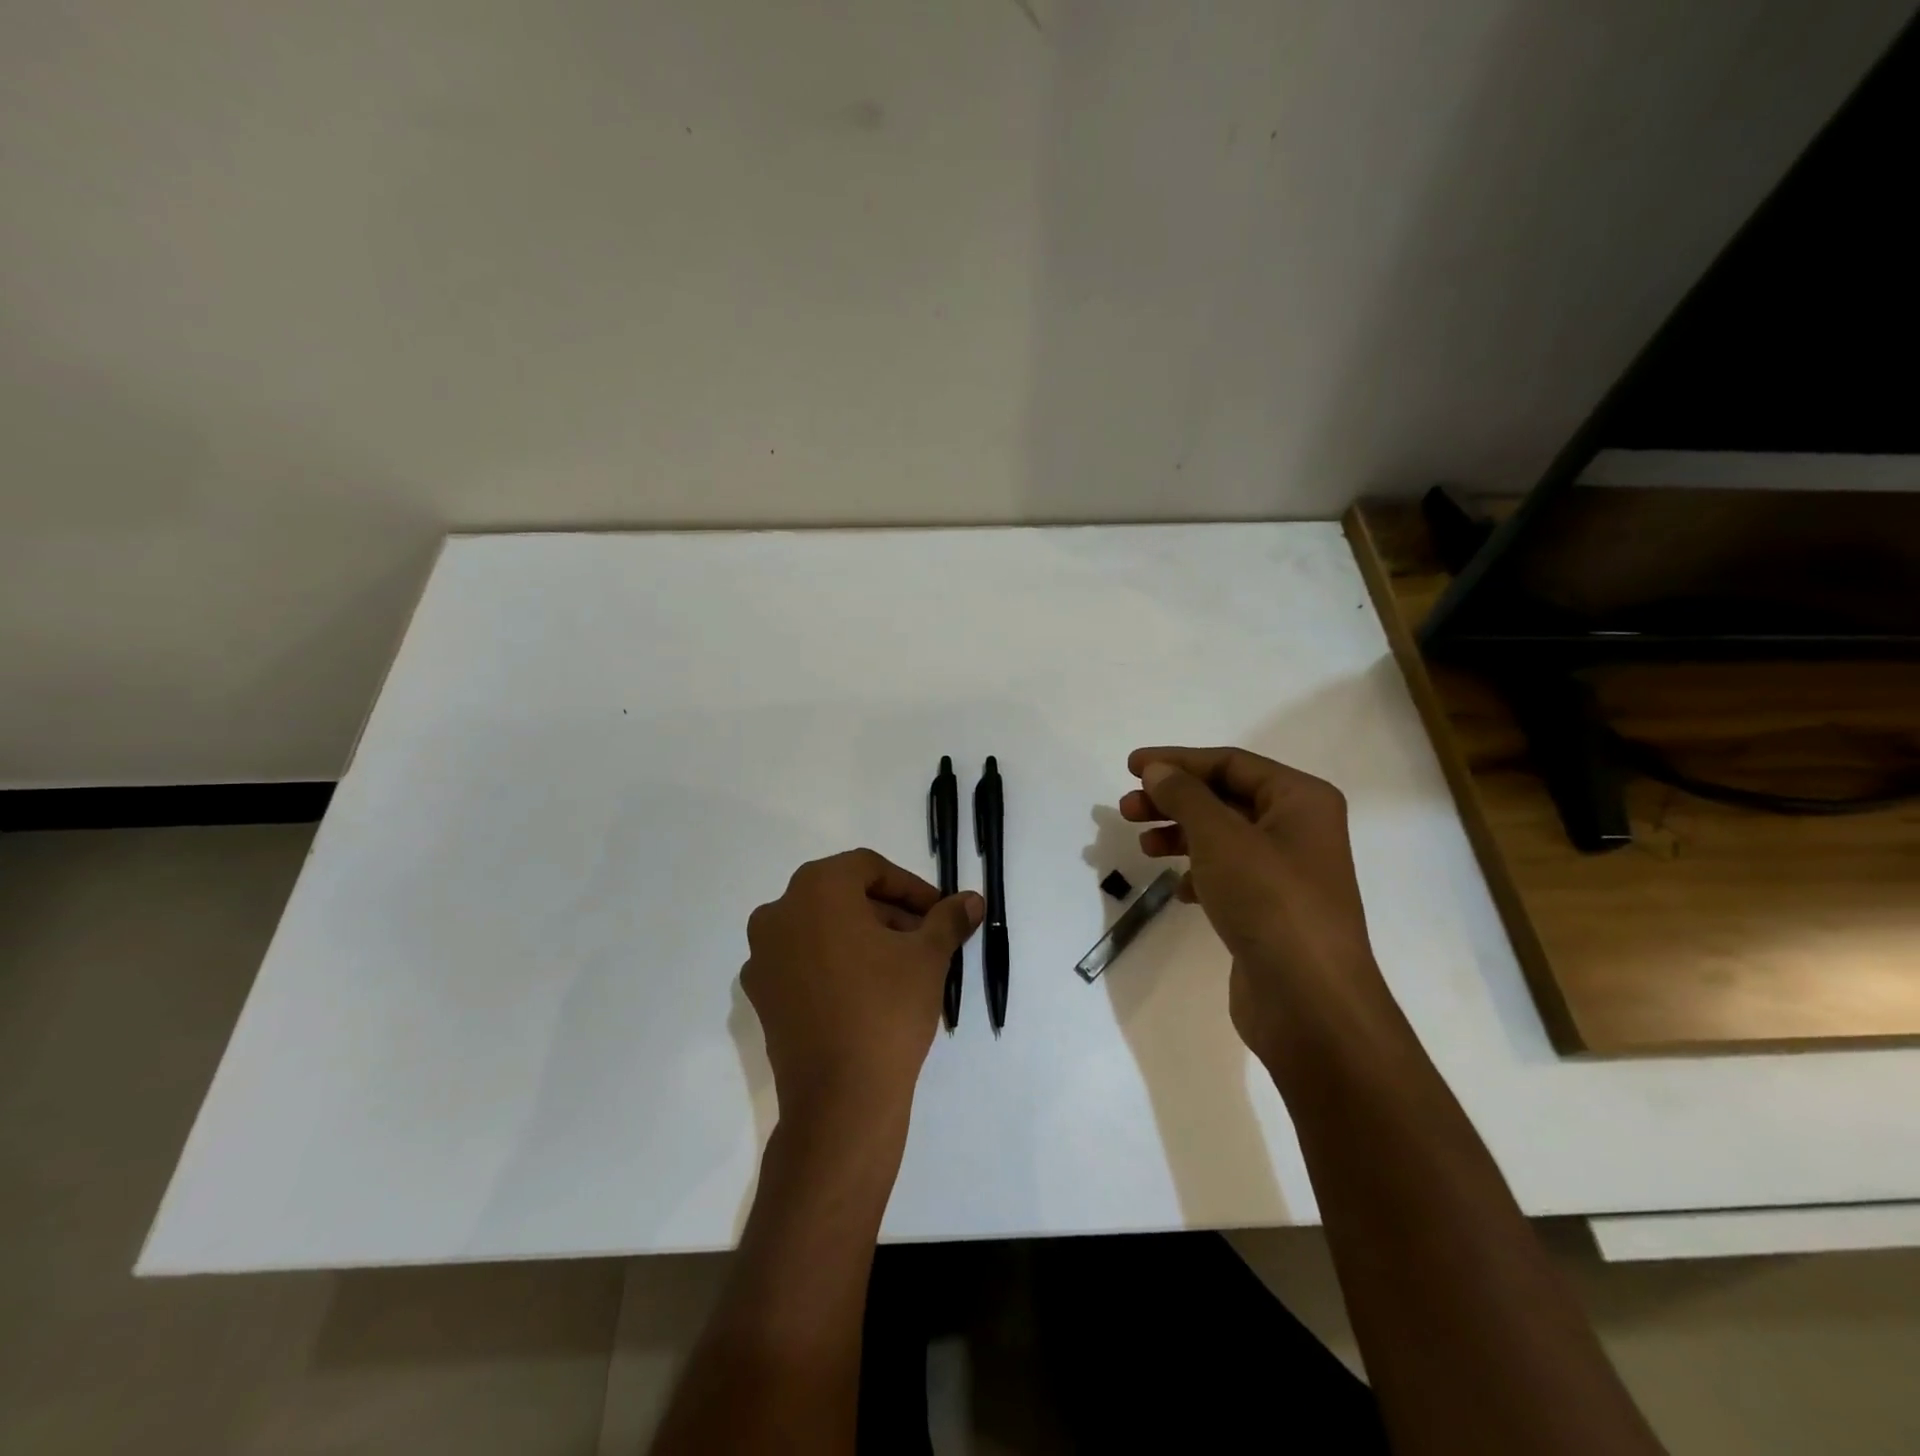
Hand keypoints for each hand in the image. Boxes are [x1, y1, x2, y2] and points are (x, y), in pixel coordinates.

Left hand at [742, 849, 981, 1139]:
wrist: (840, 1098)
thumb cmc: (886, 1009)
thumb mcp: (928, 957)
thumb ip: (948, 919)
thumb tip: (972, 900)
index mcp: (816, 889)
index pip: (868, 868)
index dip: (910, 888)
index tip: (938, 913)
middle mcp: (779, 912)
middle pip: (843, 896)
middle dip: (889, 913)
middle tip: (926, 939)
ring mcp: (763, 956)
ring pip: (822, 929)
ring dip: (863, 937)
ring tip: (901, 967)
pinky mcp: (761, 996)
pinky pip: (803, 963)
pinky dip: (835, 964)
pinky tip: (867, 992)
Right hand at [1120, 746, 1387, 1059]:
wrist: (1309, 1000)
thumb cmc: (1268, 901)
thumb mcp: (1220, 836)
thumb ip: (1184, 795)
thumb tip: (1158, 770)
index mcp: (1300, 799)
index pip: (1230, 763)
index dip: (1177, 761)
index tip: (1131, 768)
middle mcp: (1300, 829)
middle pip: (1225, 798)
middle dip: (1173, 800)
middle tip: (1127, 808)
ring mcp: (1288, 872)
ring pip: (1223, 838)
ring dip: (1180, 835)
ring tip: (1143, 845)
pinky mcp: (1274, 910)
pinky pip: (1229, 875)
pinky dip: (1199, 873)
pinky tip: (1179, 889)